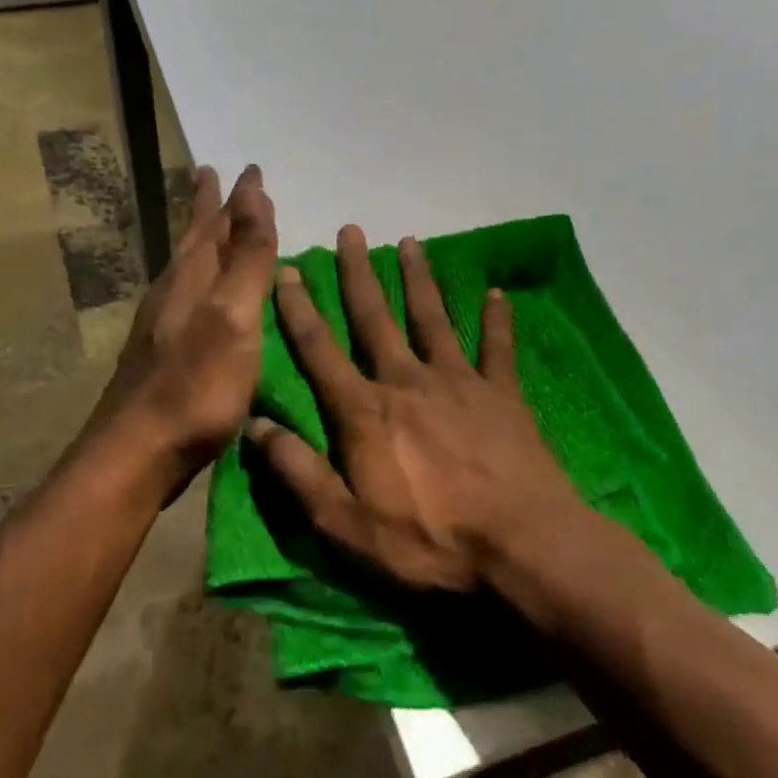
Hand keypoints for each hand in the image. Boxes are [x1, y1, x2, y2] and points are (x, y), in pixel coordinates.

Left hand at [86, 164, 277, 498]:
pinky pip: (184, 298)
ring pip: (185, 268)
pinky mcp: (159, 356)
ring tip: (211, 226)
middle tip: (213, 177)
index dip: (238, 197)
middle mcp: (172, 293)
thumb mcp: (233, 316)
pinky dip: (200, 282)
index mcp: (193, 278)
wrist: (137, 453)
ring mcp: (160, 326)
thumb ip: (246, 257)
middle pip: (194, 239)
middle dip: (208, 209)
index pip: (219, 223)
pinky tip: (200, 299)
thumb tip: (251, 190)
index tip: (252, 169)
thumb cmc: (195, 386)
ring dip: (201, 242)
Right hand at [249, 225, 584, 593]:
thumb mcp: (346, 524)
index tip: (288, 269)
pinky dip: (497, 319)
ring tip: (411, 241)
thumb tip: (256, 426)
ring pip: (433, 318)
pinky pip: (498, 348)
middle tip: (351, 230)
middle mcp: (407, 382)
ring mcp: (459, 383)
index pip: (321, 350)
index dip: (300, 309)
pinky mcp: (503, 395)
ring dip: (420, 279)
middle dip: (359, 274)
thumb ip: (299, 473)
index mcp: (364, 412)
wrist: (521, 546)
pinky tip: (496, 292)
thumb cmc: (428, 542)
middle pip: (375, 318)